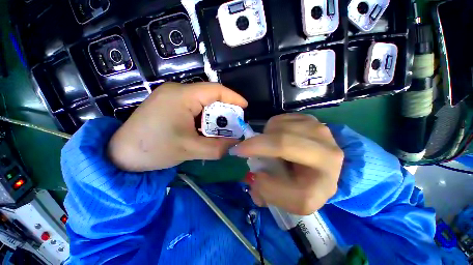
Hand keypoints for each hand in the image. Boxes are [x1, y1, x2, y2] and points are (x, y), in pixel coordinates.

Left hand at [108, 82, 247, 171]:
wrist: (119, 155)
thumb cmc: (152, 149)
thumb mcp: (189, 149)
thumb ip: (216, 148)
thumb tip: (235, 145)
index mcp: (182, 96)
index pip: (215, 90)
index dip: (233, 97)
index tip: (245, 107)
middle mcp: (177, 91)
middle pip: (210, 96)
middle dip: (224, 111)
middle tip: (233, 125)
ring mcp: (171, 97)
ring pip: (202, 103)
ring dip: (214, 117)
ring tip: (220, 131)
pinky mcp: (169, 105)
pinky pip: (193, 108)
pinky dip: (204, 119)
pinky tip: (205, 130)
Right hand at [230, 114, 342, 214]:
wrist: (320, 170)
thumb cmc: (304, 186)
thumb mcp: (289, 201)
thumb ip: (269, 193)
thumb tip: (256, 175)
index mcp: (325, 179)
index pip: (293, 175)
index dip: (262, 165)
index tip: (238, 155)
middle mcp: (328, 152)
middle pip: (284, 140)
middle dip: (257, 144)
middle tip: (242, 148)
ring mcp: (320, 130)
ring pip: (279, 126)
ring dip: (266, 136)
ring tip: (267, 147)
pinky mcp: (311, 119)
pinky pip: (281, 119)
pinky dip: (271, 128)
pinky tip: (276, 138)